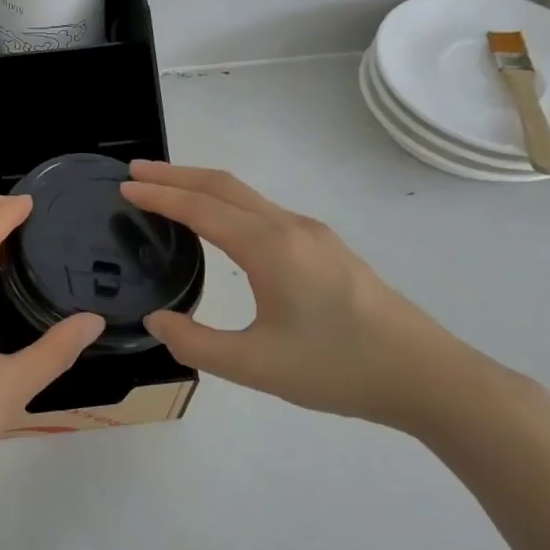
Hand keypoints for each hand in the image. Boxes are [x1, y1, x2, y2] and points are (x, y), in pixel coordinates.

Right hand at [121, 161, 508, 433]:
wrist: (425, 376)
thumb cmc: (337, 368)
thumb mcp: (254, 365)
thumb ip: (195, 343)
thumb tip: (158, 320)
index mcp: (270, 247)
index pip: (201, 208)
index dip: (159, 196)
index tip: (124, 188)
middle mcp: (291, 228)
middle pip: (224, 186)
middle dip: (176, 174)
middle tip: (135, 173)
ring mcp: (313, 235)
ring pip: (247, 196)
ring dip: (202, 187)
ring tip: (167, 191)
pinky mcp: (326, 249)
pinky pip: (263, 211)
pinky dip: (227, 204)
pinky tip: (219, 224)